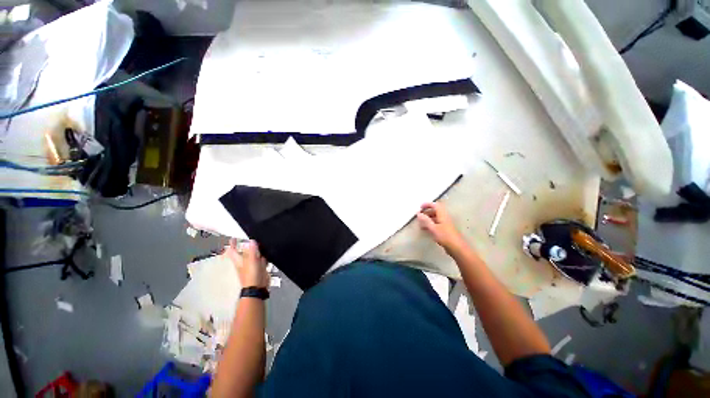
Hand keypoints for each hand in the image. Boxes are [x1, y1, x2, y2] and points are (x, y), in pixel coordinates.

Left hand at [225, 239, 268, 288]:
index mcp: (239, 260)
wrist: (258, 287)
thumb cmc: (251, 275)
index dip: (233, 244)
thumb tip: (251, 241)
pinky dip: (263, 256)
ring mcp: (252, 265)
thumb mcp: (251, 261)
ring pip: (253, 254)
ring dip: (256, 250)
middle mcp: (245, 262)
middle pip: (244, 251)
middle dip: (246, 245)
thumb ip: (252, 251)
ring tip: (259, 243)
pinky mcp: (260, 267)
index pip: (233, 251)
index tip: (233, 238)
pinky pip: (261, 259)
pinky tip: (266, 253)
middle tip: (249, 239)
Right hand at [416, 202, 465, 252]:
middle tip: (419, 216)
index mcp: (442, 215)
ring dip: (427, 219)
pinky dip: (430, 224)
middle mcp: (444, 217)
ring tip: (420, 224)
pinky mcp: (445, 230)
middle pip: (435, 211)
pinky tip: (426, 230)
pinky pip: (436, 224)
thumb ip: (425, 220)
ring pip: (435, 218)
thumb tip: (418, 213)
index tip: (420, 207)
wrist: (456, 247)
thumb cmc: (444, 236)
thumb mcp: (433, 228)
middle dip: (426, 212)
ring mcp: (445, 224)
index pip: (435, 205)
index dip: (427, 204)